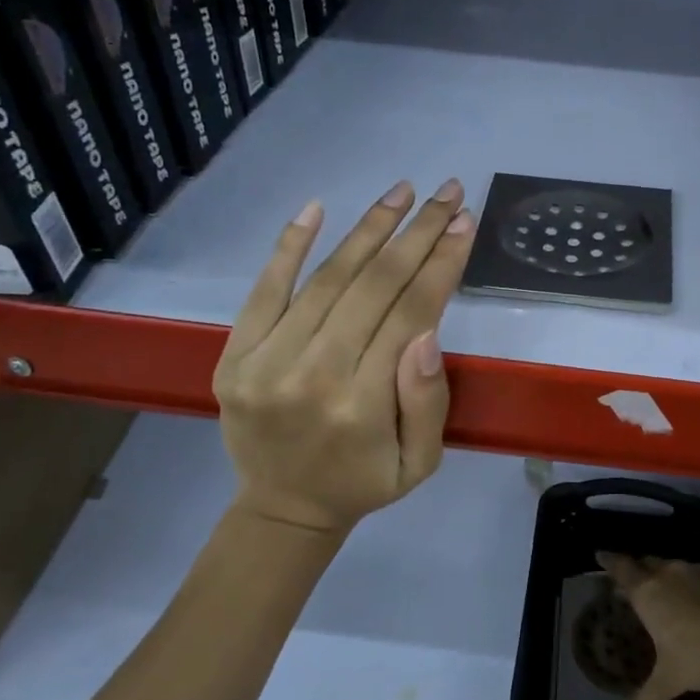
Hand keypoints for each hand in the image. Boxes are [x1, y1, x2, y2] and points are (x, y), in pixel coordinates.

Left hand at [213, 181, 474, 538]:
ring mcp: (265, 361)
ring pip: (327, 278)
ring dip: (369, 228)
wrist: (283, 508)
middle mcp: (311, 375)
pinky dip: (290, 245)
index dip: (441, 264)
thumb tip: (425, 334)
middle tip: (448, 191)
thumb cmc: (364, 482)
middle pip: (373, 285)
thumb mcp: (420, 462)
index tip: (465, 223)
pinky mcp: (234, 354)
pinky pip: (264, 289)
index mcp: (362, 405)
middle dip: (417, 232)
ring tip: (403, 191)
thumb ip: (428, 402)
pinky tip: (317, 207)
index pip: (409, 314)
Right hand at [596, 553, 699, 699]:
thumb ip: (645, 699)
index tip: (601, 554)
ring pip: (676, 567)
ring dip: (669, 578)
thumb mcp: (669, 681)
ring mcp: (699, 570)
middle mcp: (669, 573)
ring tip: (669, 594)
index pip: (621, 568)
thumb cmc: (698, 657)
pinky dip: (696, 584)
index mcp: (648, 593)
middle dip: (640, 570)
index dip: (610, 561)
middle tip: (635, 583)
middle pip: (648, 563)